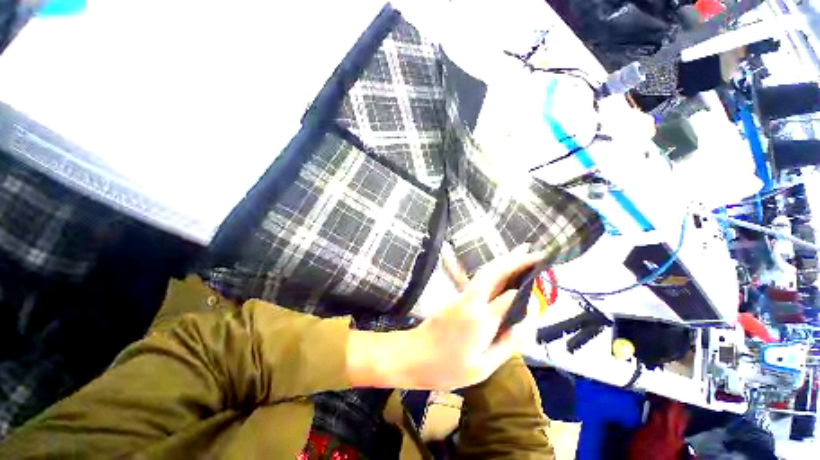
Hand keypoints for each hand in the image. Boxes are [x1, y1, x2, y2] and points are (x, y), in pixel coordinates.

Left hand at [347, 245, 542, 389]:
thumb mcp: (481, 367)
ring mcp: (461, 297)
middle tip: (535, 253)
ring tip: (523, 254)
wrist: (412, 355)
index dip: (527, 290)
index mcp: (479, 320)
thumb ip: (505, 344)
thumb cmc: (446, 369)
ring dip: (504, 262)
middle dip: (514, 260)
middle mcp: (470, 302)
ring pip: (485, 274)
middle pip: (493, 273)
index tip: (543, 282)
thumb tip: (524, 324)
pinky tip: (504, 272)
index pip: (508, 298)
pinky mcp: (456, 298)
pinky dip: (495, 272)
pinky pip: (479, 281)